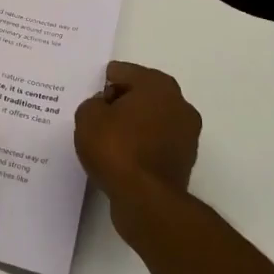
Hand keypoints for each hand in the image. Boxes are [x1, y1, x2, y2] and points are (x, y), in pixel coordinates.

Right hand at [75, 62, 200, 218]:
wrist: (145, 200)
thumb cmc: (116, 148)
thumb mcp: (87, 116)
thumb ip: (93, 104)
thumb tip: (105, 109)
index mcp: (158, 85)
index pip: (124, 72)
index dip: (104, 82)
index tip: (90, 96)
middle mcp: (179, 104)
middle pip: (142, 95)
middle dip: (120, 102)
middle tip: (96, 115)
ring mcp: (186, 135)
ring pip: (151, 121)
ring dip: (132, 126)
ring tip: (106, 139)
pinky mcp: (184, 162)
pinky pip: (155, 144)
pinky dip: (140, 147)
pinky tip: (120, 157)